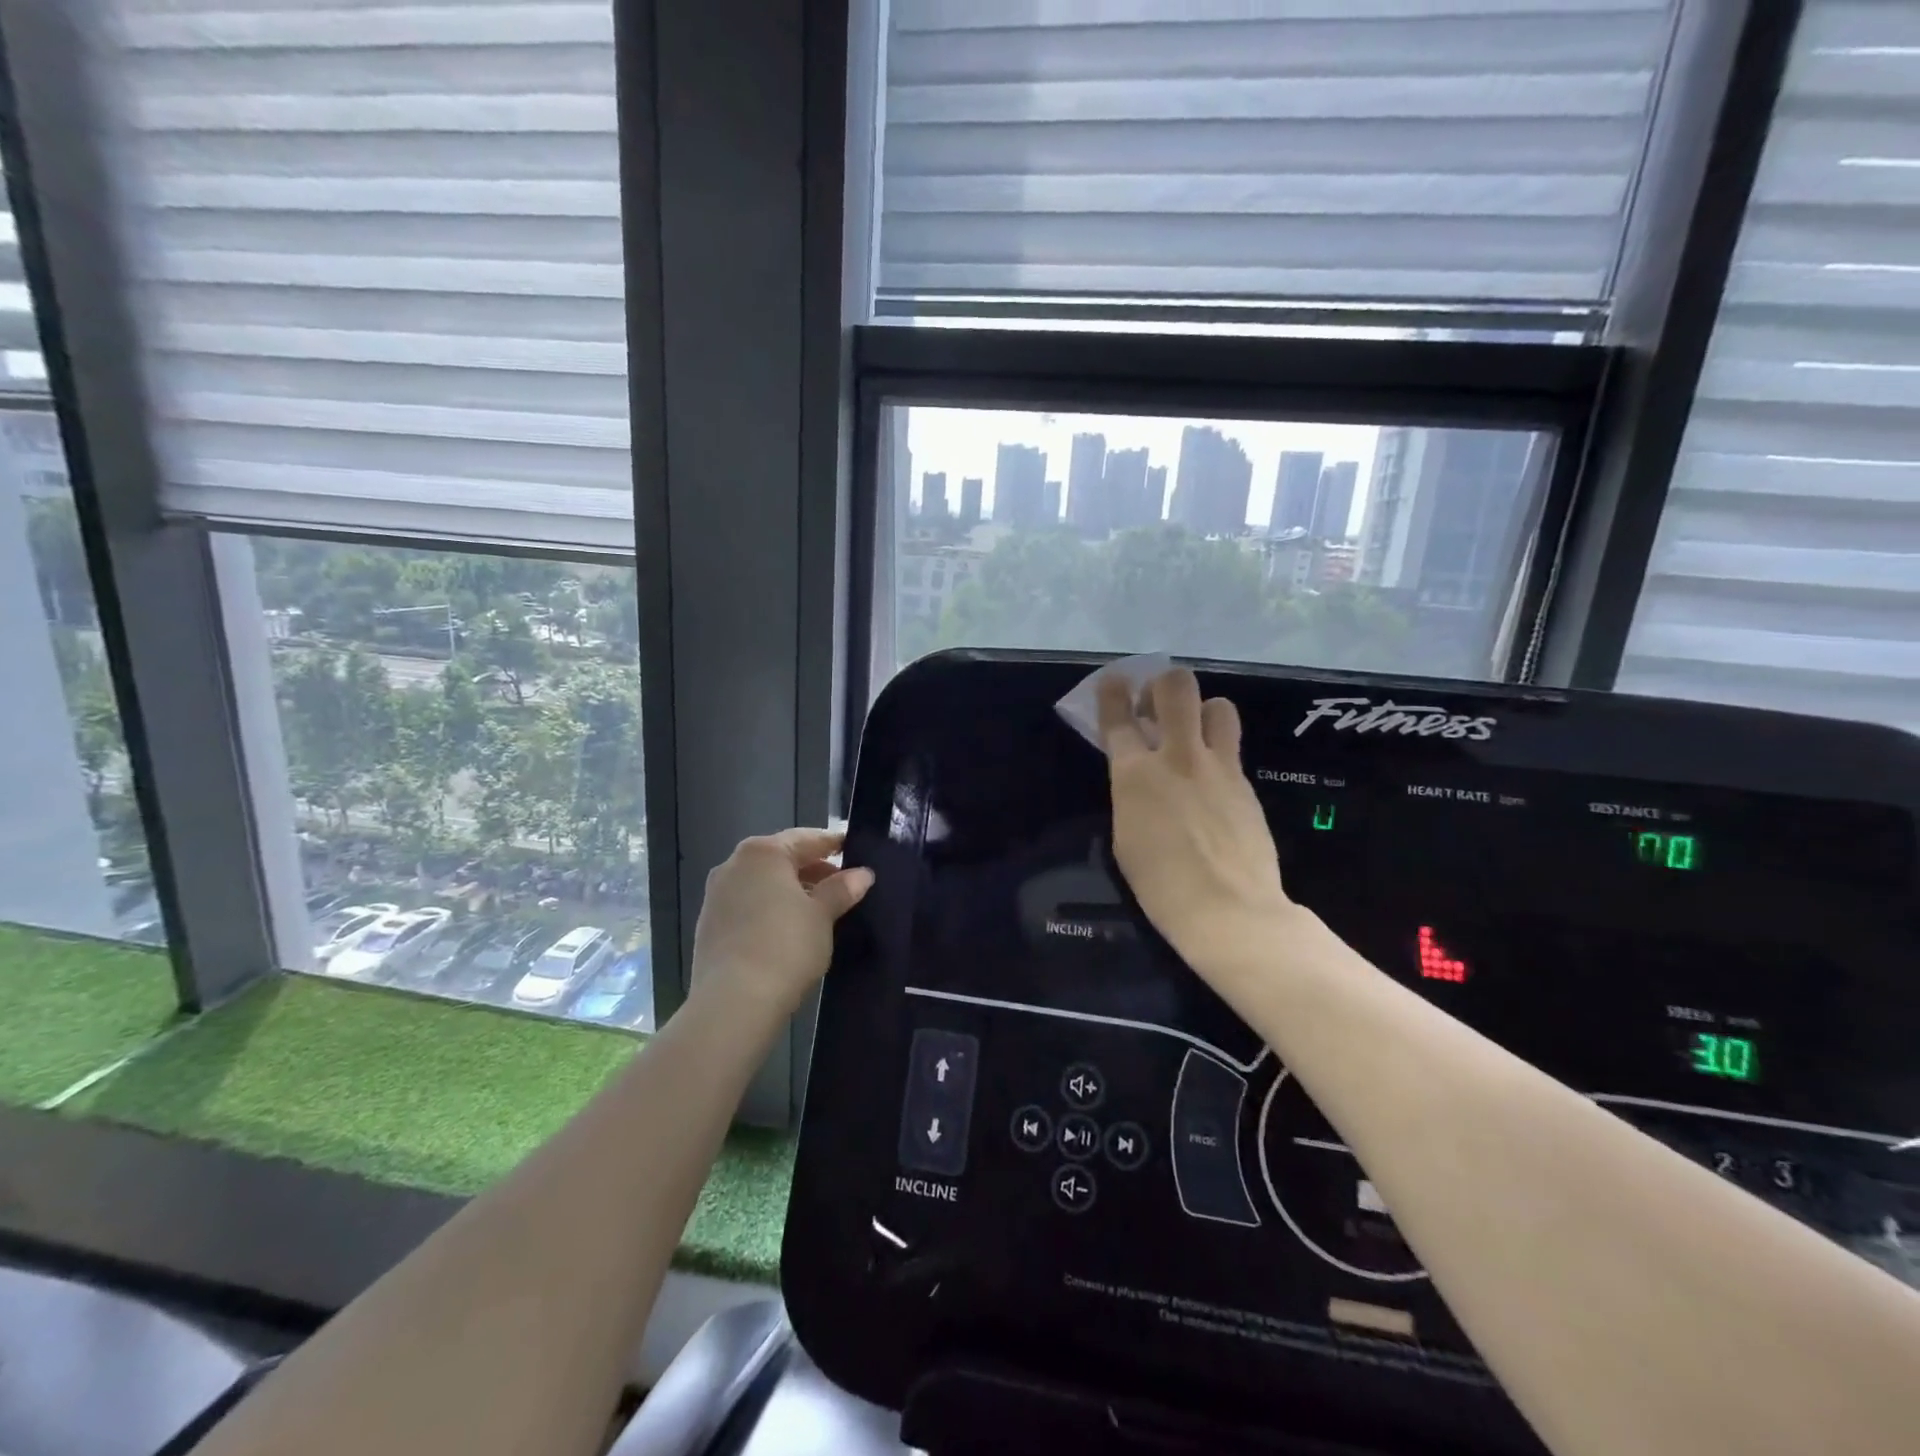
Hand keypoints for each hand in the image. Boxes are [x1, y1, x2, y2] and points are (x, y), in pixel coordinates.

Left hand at [690, 828, 873, 1021]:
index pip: (806, 839)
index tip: (853, 849)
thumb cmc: (786, 946)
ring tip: (819, 910)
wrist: (733, 1002)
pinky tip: (788, 930)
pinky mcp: (708, 926)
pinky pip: (747, 906)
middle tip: (842, 884)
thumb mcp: (823, 915)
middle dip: (812, 870)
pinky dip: (769, 910)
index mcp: (763, 853)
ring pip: (762, 884)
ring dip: (790, 891)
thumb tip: (862, 874)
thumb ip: (841, 889)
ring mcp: (715, 896)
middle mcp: (733, 865)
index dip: (832, 844)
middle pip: (781, 859)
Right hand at [1098, 668, 1296, 979]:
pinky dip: (1219, 752)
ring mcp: (1218, 767)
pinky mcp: (1246, 783)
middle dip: (1162, 684)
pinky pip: (1232, 748)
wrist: (1227, 910)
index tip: (1114, 682)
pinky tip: (1213, 781)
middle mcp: (1177, 757)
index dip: (1112, 693)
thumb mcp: (1126, 836)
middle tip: (1157, 706)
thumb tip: (1142, 779)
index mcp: (1134, 774)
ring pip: (1218, 706)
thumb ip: (1132, 794)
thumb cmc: (1160, 885)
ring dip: (1202, 711)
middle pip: (1175, 687)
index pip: (1118, 717)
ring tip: (1195, 734)